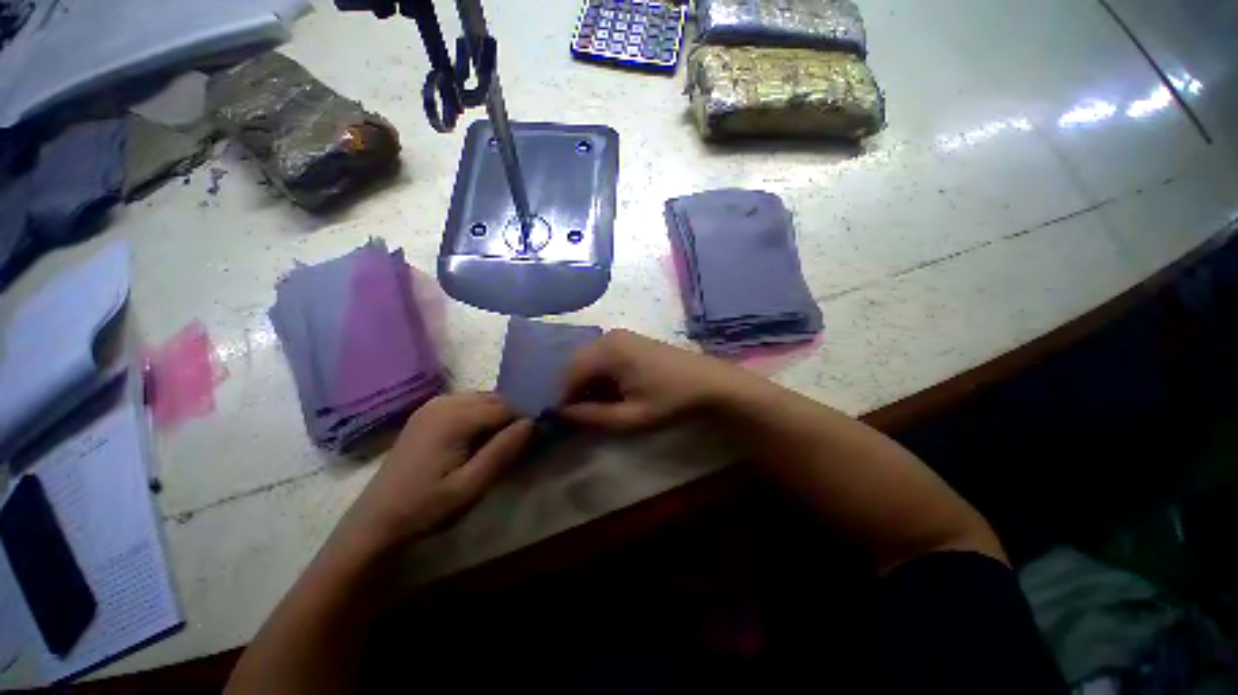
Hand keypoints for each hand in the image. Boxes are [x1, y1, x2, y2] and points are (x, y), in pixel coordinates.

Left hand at [334, 393, 533, 550]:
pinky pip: (466, 404)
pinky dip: (481, 415)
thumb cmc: (425, 508)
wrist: (375, 523)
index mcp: (455, 417)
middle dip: (512, 417)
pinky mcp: (427, 414)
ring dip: (497, 416)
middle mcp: (445, 402)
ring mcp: (433, 405)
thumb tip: (532, 422)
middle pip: (495, 399)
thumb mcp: (470, 487)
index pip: (507, 406)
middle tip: (518, 446)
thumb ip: (503, 451)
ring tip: (500, 444)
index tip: (535, 441)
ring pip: (482, 399)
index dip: (525, 421)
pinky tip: (478, 439)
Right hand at [559, 329, 750, 430]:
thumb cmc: (672, 400)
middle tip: (577, 414)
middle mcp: (609, 336)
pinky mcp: (629, 340)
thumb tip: (562, 413)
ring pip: (589, 360)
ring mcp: (620, 336)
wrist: (710, 382)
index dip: (562, 397)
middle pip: (577, 363)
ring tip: (593, 406)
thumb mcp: (632, 416)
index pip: (569, 373)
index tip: (561, 419)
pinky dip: (600, 376)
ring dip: (586, 383)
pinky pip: (603, 357)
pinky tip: (609, 393)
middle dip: (573, 389)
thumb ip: (593, 416)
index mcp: (608, 350)